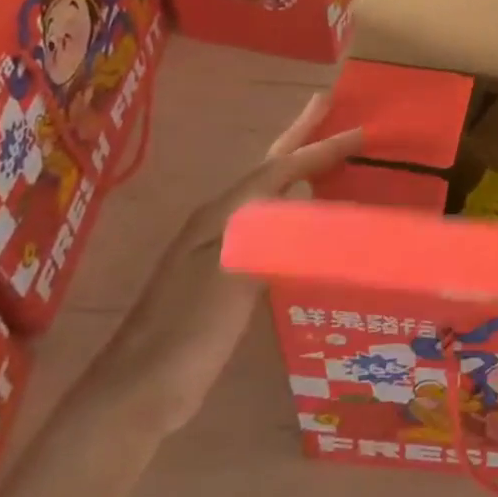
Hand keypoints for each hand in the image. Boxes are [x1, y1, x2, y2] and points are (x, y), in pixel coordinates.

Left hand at [91, 93, 361, 437]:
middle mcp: (221, 221)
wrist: (138, 392)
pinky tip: (308, 219)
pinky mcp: (227, 276)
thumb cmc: (187, 330)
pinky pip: (272, 225)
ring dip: (297, 168)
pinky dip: (294, 208)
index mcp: (222, 214)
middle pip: (268, 168)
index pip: (279, 168)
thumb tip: (305, 187)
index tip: (359, 131)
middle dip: (299, 136)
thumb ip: (268, 231)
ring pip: (269, 194)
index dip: (319, 148)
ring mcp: (221, 248)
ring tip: (325, 154)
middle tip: (326, 104)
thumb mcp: (230, 275)